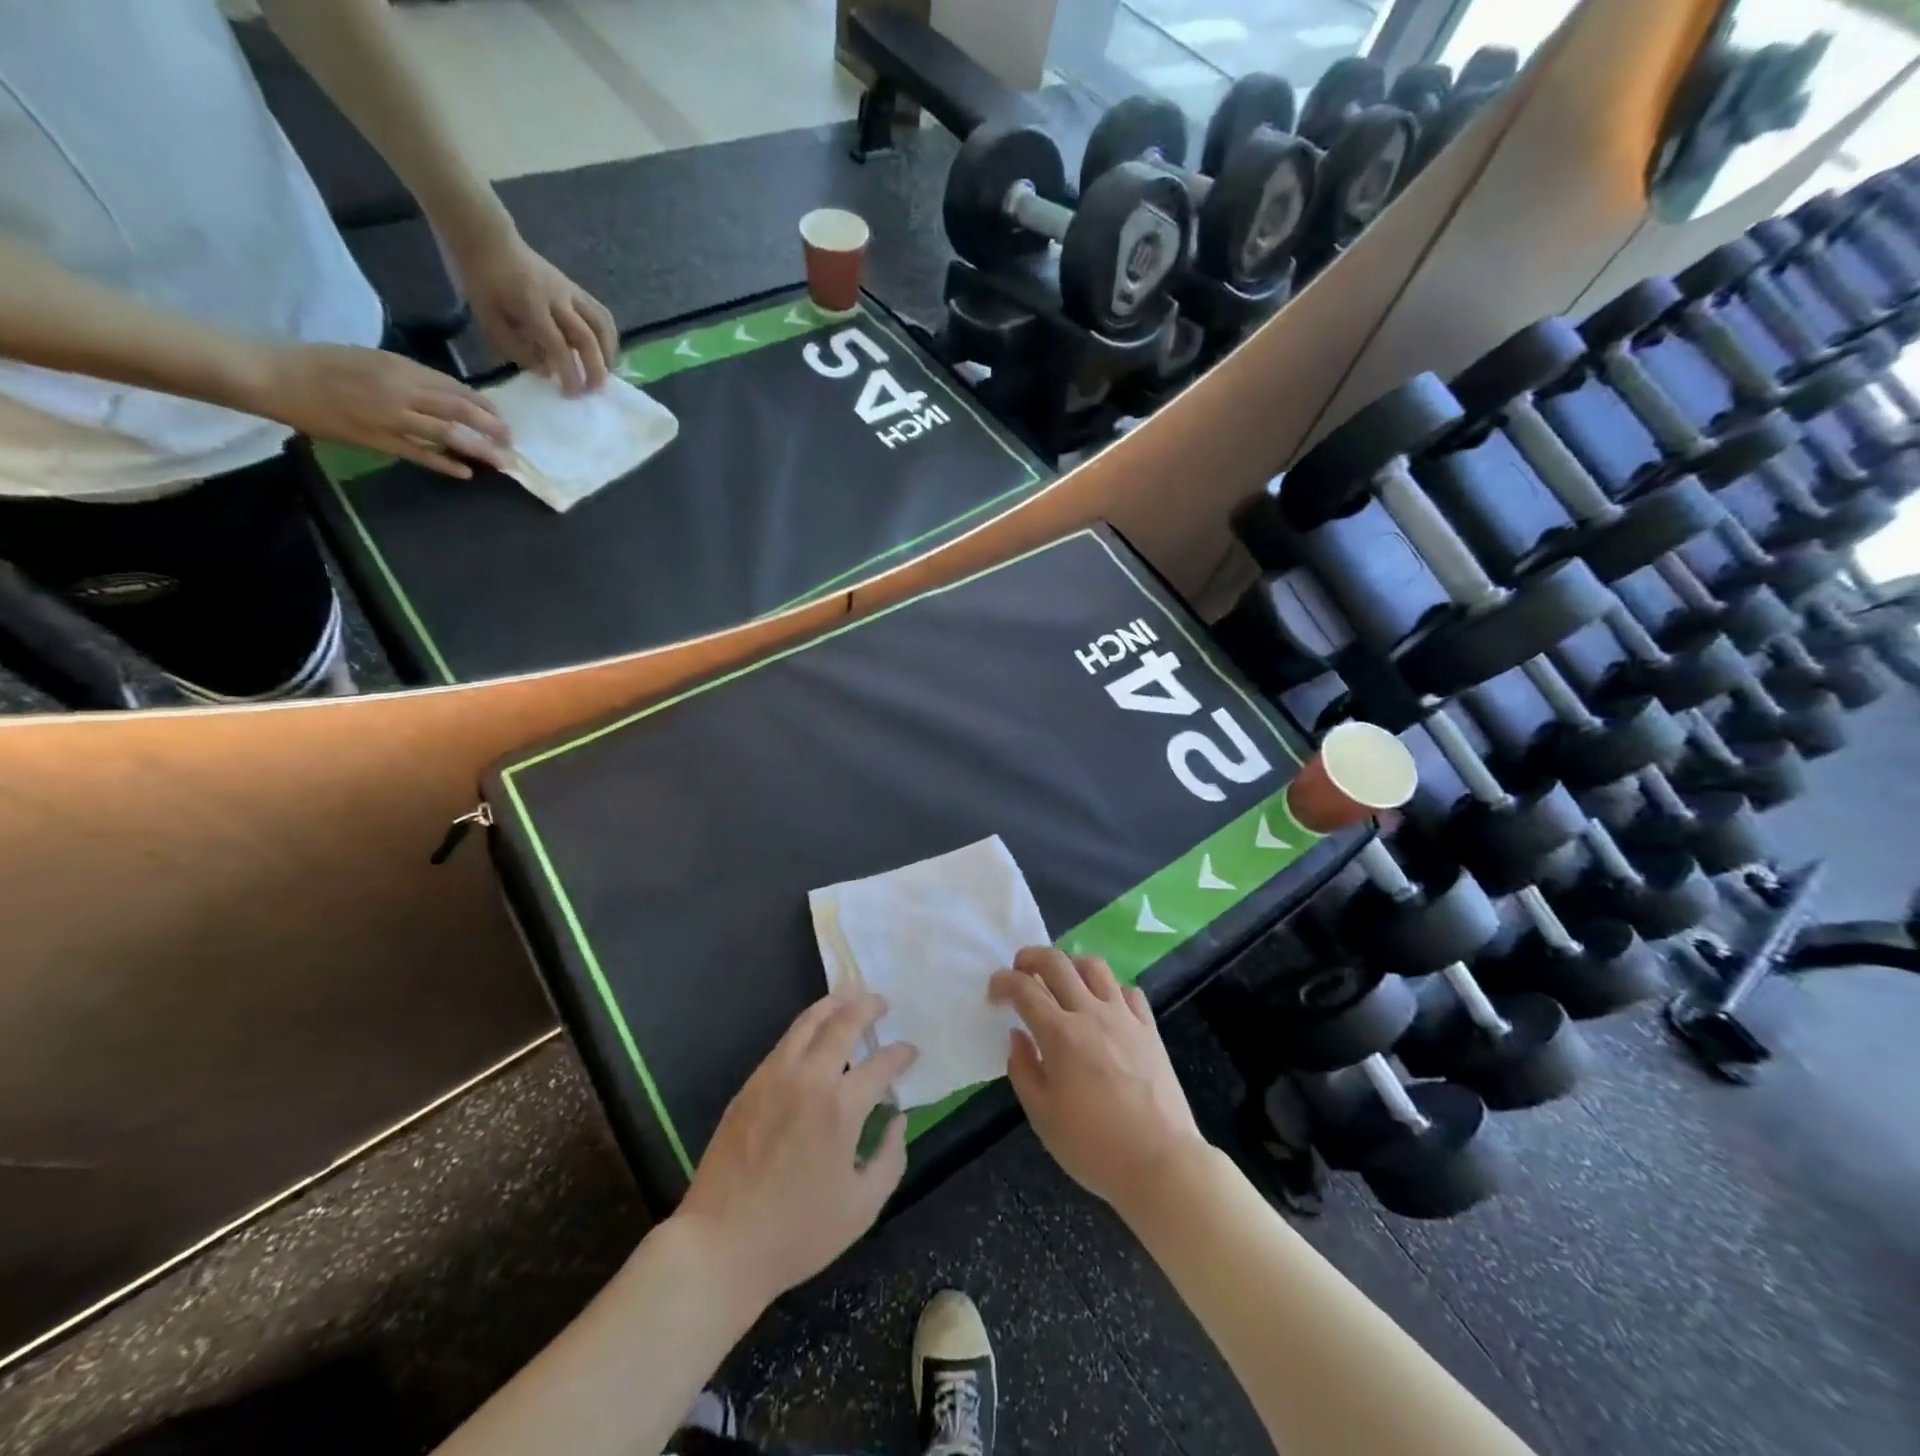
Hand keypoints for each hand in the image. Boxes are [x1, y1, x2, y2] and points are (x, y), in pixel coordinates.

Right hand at [246, 343, 509, 478]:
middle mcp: (401, 390)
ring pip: (448, 434)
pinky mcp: (377, 439)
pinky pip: (420, 455)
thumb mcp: (371, 359)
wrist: (274, 374)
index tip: (500, 417)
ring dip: (479, 448)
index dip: (484, 405)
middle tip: (511, 440)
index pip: (455, 388)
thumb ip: (408, 376)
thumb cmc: (321, 363)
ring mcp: (391, 416)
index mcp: (400, 367)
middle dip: (491, 427)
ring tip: (501, 459)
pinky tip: (466, 472)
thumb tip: (444, 395)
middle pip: (460, 411)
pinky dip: (446, 464)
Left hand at [452, 228, 616, 394]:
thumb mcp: (488, 319)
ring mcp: (571, 292)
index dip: (569, 373)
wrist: (489, 240)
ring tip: (605, 374)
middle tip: (593, 392)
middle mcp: (558, 299)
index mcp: (531, 305)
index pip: (559, 346)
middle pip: (588, 338)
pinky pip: (602, 316)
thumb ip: (517, 349)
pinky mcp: (577, 290)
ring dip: (609, 354)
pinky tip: (605, 353)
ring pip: (602, 326)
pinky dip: (609, 338)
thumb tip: (547, 372)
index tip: (570, 394)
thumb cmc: (484, 282)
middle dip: (595, 369)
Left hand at [673, 991, 916, 1310]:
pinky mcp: (750, 1085)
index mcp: (842, 1107)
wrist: (720, 1245)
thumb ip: (890, 1158)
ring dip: (834, 1005)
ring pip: (808, 1022)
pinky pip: (785, 1042)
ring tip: (850, 999)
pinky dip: (807, 1027)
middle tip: (882, 1003)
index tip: (911, 1053)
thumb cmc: (797, 1233)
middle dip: (868, 1006)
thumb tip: (898, 1120)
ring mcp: (774, 1077)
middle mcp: (809, 1079)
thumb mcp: (862, 1207)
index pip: (881, 1063)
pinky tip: (814, 1033)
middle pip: (843, 1022)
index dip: (901, 1054)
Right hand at [989, 948, 1206, 1215]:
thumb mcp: (1043, 1117)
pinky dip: (1110, 989)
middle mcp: (1090, 1013)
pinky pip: (1128, 991)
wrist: (1161, 1162)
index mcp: (1060, 1034)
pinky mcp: (1149, 1028)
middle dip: (1031, 957)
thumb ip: (1023, 1070)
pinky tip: (1104, 1006)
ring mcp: (1124, 1017)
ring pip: (1094, 966)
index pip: (1023, 989)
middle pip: (1057, 962)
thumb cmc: (1094, 1146)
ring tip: (1062, 979)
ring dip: (1071, 964)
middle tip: (1020, 969)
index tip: (994, 992)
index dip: (1003, 982)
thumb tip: (1017, 1036)